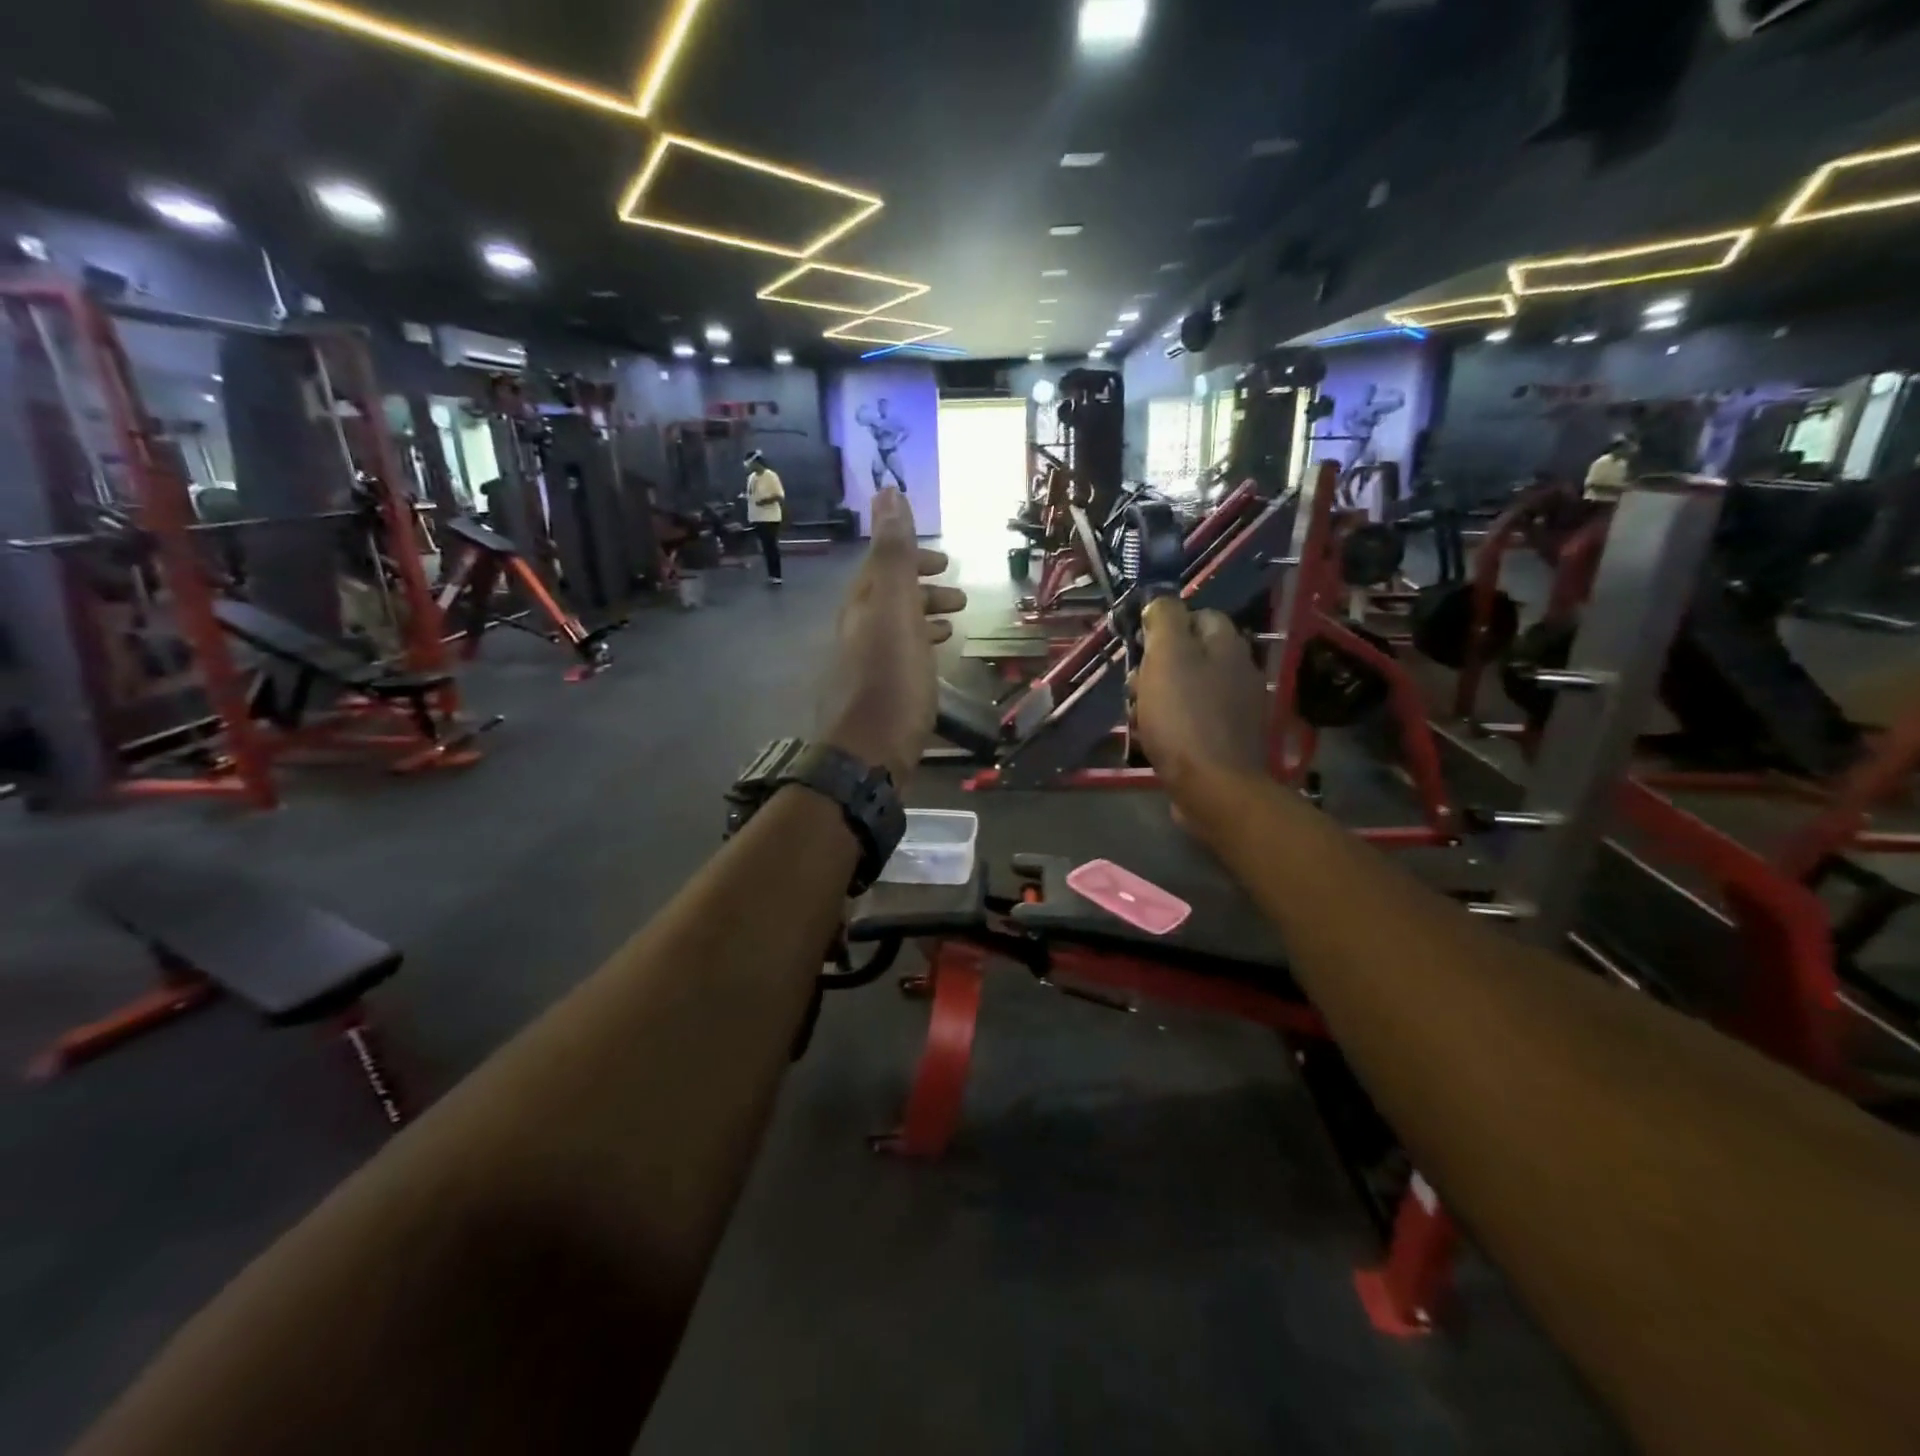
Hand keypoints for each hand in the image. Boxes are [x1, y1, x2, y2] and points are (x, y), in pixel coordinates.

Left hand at [818, 489, 966, 785]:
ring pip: (896, 628)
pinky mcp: (877, 694)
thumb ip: (893, 555)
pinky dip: (920, 646)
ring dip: (925, 617)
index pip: (882, 567)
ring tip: (955, 622)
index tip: (944, 561)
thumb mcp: (895, 610)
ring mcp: (864, 665)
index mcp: (861, 607)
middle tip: (959, 592)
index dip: (911, 556)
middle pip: (889, 597)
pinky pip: (900, 656)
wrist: (868, 755)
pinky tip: (936, 658)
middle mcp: (857, 631)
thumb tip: (887, 492)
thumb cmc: (889, 681)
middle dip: (922, 588)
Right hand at [1134, 598, 1268, 803]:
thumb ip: (1164, 620)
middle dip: (1155, 669)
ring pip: (1186, 691)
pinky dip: (1170, 727)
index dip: (1166, 625)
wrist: (1213, 788)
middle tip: (1136, 688)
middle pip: (1189, 657)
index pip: (1199, 616)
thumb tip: (1160, 601)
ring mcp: (1235, 710)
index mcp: (1228, 647)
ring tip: (1139, 719)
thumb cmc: (1184, 716)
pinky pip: (1190, 722)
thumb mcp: (1167, 657)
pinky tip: (1154, 742)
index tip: (1140, 645)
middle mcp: (1239, 673)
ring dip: (1156, 700)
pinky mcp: (1226, 742)